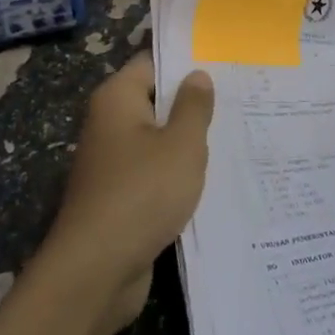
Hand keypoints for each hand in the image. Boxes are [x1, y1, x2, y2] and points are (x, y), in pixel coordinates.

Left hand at [46, 52, 214, 331]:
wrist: (95, 272)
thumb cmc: (142, 193)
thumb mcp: (181, 144)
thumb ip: (193, 106)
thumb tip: (197, 75)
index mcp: (117, 98)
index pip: (152, 63)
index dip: (186, 62)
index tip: (223, 63)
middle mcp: (109, 123)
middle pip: (154, 101)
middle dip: (191, 103)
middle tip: (238, 100)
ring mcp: (111, 162)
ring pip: (156, 139)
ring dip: (186, 143)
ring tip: (233, 136)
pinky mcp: (118, 197)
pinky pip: (152, 172)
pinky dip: (175, 174)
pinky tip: (209, 179)